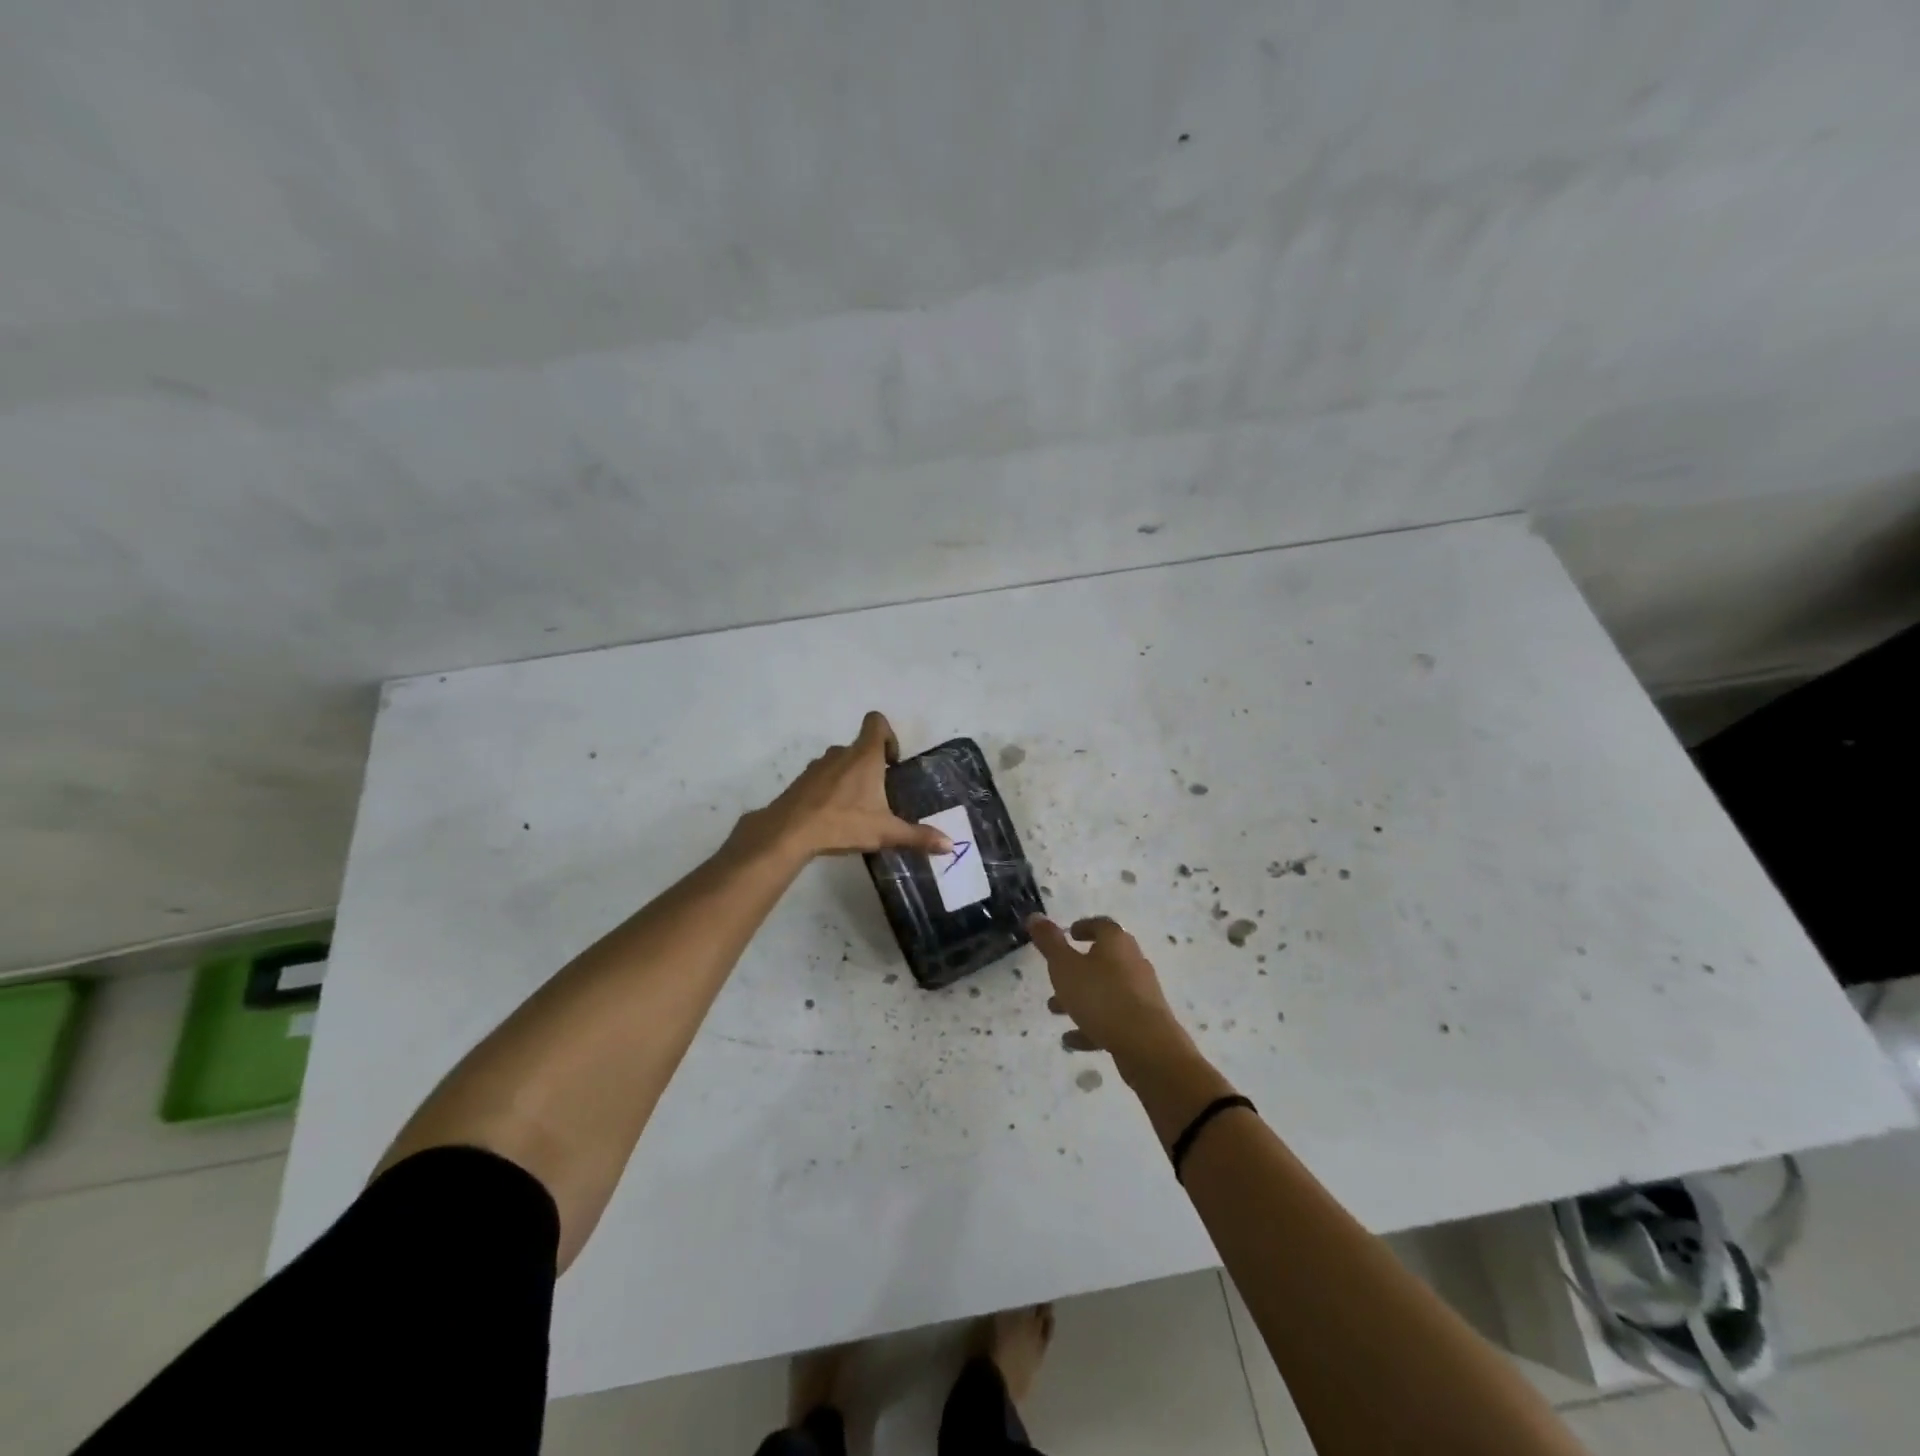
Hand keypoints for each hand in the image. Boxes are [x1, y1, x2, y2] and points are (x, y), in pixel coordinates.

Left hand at [734, 712, 952, 861]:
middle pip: (860, 746)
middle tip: (880, 794)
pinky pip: (822, 777)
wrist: (789, 832)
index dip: (888, 735)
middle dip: (872, 765)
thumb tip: (950, 844)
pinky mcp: (801, 781)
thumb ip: (917, 836)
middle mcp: (841, 753)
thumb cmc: (842, 823)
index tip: (892, 762)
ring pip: (840, 762)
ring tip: (857, 808)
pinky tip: (834, 817)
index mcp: (864, 756)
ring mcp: (817, 766)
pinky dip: (831, 790)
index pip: (876, 722)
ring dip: (850, 777)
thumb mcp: (885, 832)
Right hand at [1027, 914, 1194, 1076]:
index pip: (1101, 926)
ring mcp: (1141, 993)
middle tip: (1056, 976)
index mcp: (1116, 942)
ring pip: (1106, 990)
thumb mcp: (1065, 967)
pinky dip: (1092, 1024)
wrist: (1147, 1045)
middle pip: (1103, 959)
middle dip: (1077, 968)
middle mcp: (1133, 962)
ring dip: (1081, 997)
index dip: (1084, 927)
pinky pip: (1114, 1017)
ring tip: (1055, 1010)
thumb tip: (1035, 916)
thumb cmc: (1101, 997)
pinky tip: (1072, 1039)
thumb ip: (1049, 942)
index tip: (1069, 934)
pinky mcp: (1145, 1021)